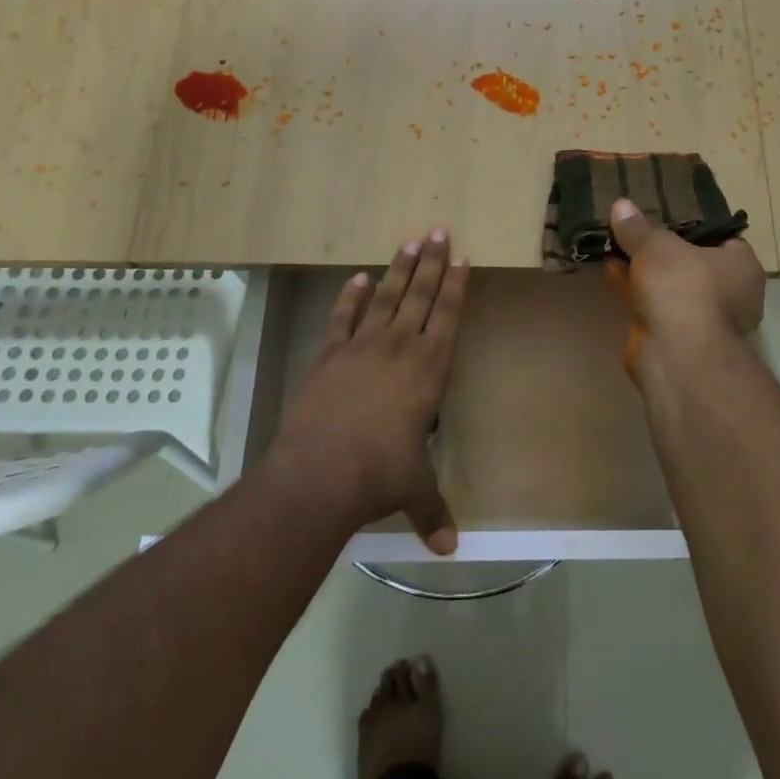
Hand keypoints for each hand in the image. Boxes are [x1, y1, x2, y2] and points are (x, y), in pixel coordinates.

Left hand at [271, 228, 468, 554]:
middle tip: (438, 229)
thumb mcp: (413, 491)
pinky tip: (357, 278)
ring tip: (409, 241)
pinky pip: (342, 319)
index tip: (461, 257)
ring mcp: (361, 349)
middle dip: (431, 262)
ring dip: (398, 269)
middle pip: (419, 296)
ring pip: (385, 298)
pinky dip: (349, 297)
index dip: (455, 286)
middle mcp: (399, 349)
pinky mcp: (328, 357)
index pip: (447, 317)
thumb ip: (433, 512)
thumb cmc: (379, 475)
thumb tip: (449, 548)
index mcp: (428, 371)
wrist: (318, 474)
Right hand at [608, 199, 764, 374]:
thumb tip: (621, 204)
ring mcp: (703, 318)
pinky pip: (655, 304)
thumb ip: (639, 227)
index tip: (668, 214)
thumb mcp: (657, 246)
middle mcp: (730, 294)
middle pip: (693, 262)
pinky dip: (636, 290)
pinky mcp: (677, 337)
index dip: (695, 225)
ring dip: (646, 271)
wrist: (675, 353)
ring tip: (616, 245)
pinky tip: (610, 271)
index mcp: (742, 267)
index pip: (723, 238)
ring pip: (671, 286)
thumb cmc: (682, 286)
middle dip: (664, 250)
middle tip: (637, 229)